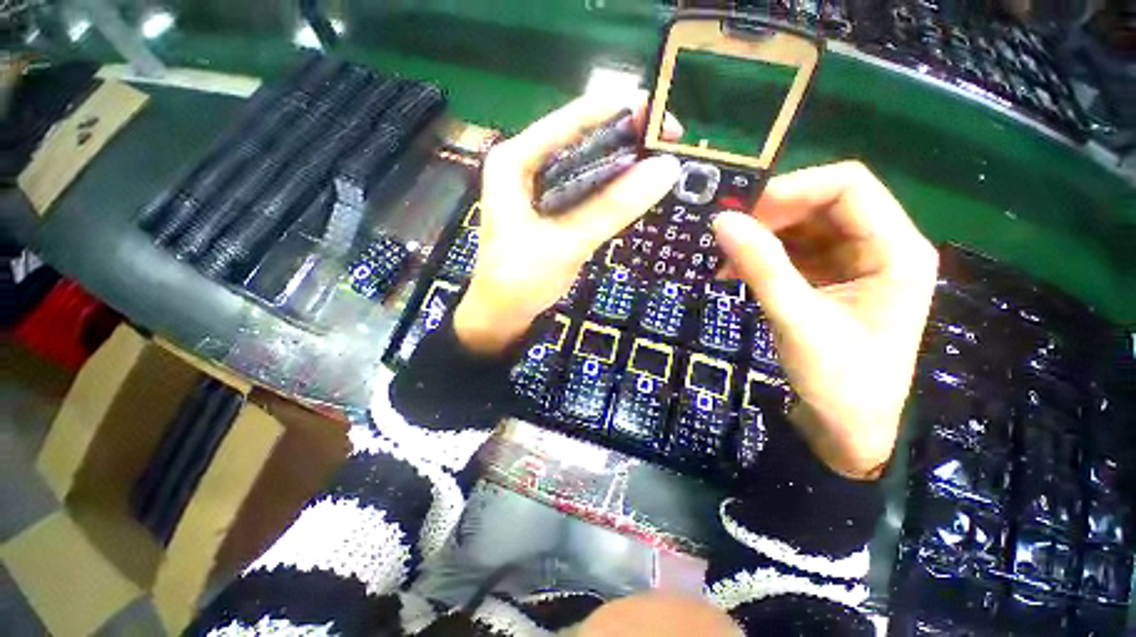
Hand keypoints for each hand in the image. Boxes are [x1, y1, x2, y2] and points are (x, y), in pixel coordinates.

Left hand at [454, 95, 681, 354]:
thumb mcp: (565, 244)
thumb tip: (666, 168)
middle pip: (582, 140)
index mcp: (515, 160)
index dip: (618, 111)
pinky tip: (637, 189)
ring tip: (662, 162)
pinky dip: (612, 189)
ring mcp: (540, 189)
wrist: (502, 316)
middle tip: (671, 142)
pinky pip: (587, 190)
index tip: (664, 112)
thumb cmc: (519, 280)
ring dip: (623, 164)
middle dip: (626, 138)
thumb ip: (611, 208)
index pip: (571, 120)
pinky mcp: (553, 210)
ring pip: (587, 165)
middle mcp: (527, 165)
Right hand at [712, 161, 937, 479]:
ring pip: (805, 226)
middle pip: (824, 203)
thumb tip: (722, 221)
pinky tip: (737, 273)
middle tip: (727, 239)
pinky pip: (795, 251)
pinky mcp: (832, 279)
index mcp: (896, 250)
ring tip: (727, 261)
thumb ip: (762, 267)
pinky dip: (763, 257)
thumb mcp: (797, 321)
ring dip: (763, 238)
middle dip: (772, 216)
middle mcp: (881, 246)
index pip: (848, 185)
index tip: (743, 214)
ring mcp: (856, 263)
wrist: (846, 430)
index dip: (793, 189)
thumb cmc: (839, 383)